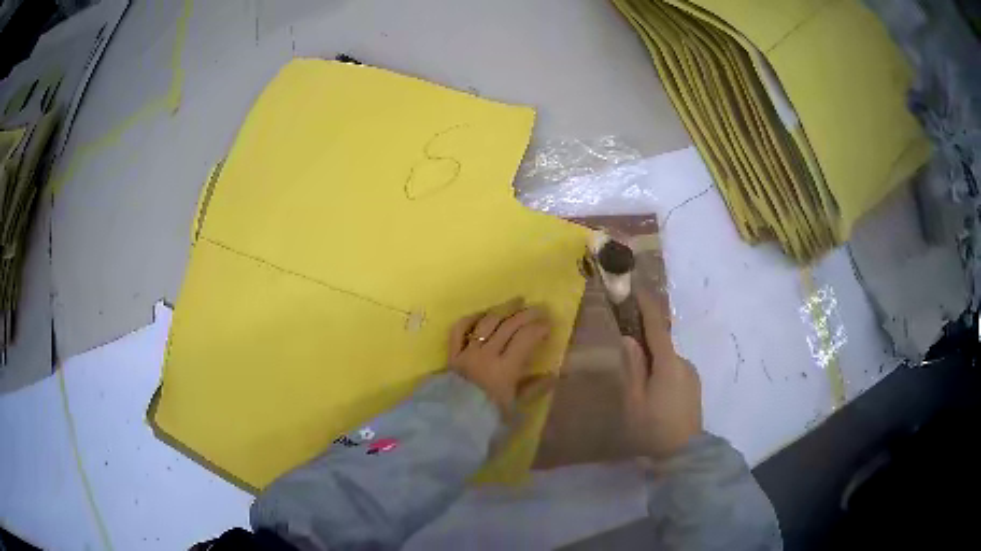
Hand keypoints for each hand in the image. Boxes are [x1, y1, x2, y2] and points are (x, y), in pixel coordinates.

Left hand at [449, 298, 551, 412]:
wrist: (452, 421)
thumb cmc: (487, 416)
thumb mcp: (515, 406)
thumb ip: (534, 388)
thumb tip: (553, 375)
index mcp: (506, 368)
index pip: (525, 338)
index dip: (538, 328)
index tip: (548, 325)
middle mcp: (487, 354)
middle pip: (508, 326)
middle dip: (526, 314)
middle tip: (538, 309)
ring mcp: (468, 351)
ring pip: (487, 323)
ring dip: (503, 310)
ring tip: (516, 302)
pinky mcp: (453, 353)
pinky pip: (459, 329)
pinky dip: (471, 318)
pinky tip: (482, 314)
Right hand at [622, 289, 702, 458]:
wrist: (683, 453)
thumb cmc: (653, 427)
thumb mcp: (634, 400)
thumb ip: (632, 368)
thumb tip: (628, 339)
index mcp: (668, 364)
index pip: (657, 326)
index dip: (646, 305)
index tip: (635, 287)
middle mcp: (684, 362)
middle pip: (661, 344)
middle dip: (644, 345)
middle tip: (626, 360)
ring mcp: (691, 373)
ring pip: (667, 359)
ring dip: (654, 363)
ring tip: (640, 388)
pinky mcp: (694, 385)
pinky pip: (674, 370)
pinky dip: (662, 372)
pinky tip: (655, 395)